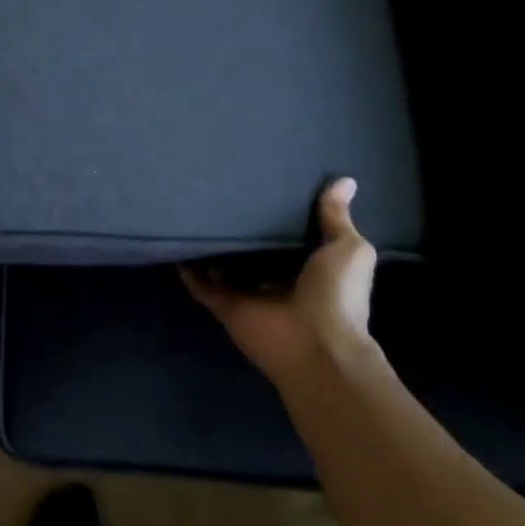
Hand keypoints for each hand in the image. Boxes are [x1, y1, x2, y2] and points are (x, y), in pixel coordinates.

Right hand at [184, 178, 381, 388]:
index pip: (289, 237)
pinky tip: (176, 241)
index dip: (278, 214)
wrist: (314, 345)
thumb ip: (337, 218)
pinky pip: (200, 284)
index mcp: (309, 268)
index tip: (264, 184)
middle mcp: (277, 280)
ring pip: (223, 265)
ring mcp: (248, 294)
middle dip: (241, 229)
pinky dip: (188, 268)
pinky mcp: (224, 305)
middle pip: (253, 251)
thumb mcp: (348, 249)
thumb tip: (345, 180)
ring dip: (212, 246)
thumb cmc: (337, 296)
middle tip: (222, 192)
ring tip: (194, 210)